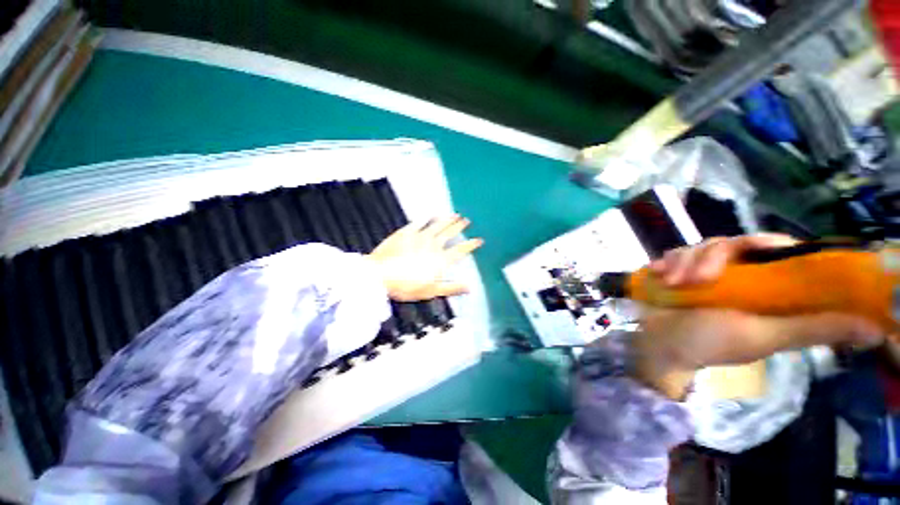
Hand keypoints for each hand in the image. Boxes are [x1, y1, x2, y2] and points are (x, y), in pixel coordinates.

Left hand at [367, 216, 483, 301]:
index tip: (479, 240)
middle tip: (467, 220)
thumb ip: (452, 288)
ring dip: (447, 219)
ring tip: (455, 214)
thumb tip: (470, 287)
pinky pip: (419, 222)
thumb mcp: (432, 291)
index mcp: (440, 259)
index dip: (470, 245)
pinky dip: (426, 218)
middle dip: (459, 226)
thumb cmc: (407, 286)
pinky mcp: (406, 232)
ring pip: (437, 225)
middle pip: (449, 233)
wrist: (381, 275)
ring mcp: (419, 236)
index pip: (460, 250)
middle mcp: (433, 245)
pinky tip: (430, 214)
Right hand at [631, 234, 882, 398]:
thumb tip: (875, 329)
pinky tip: (659, 274)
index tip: (758, 248)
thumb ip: (812, 329)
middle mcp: (738, 275)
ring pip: (700, 246)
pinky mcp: (678, 271)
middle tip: (696, 280)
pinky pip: (674, 253)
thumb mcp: (762, 337)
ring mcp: (704, 272)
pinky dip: (667, 261)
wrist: (657, 344)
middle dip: (710, 257)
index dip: (770, 243)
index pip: (778, 250)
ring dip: (683, 262)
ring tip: (672, 283)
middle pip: (732, 243)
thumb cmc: (710, 343)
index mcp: (765, 288)